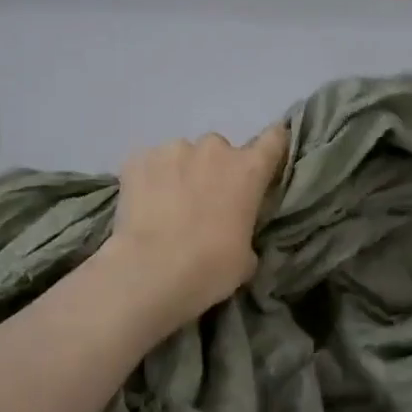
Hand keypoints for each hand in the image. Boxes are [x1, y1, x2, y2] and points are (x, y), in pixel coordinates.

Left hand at [103, 125, 289, 325]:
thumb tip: (233, 229)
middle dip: (214, 170)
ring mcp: (172, 150)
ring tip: (167, 206)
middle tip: (203, 201)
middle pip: (219, 150)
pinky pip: (149, 165)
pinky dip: (149, 180)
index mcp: (247, 170)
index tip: (266, 156)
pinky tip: (142, 205)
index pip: (273, 139)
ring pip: (181, 155)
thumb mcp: (246, 257)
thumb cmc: (209, 268)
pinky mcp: (137, 159)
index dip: (272, 144)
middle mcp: (213, 149)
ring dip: (180, 173)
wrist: (150, 271)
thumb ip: (244, 230)